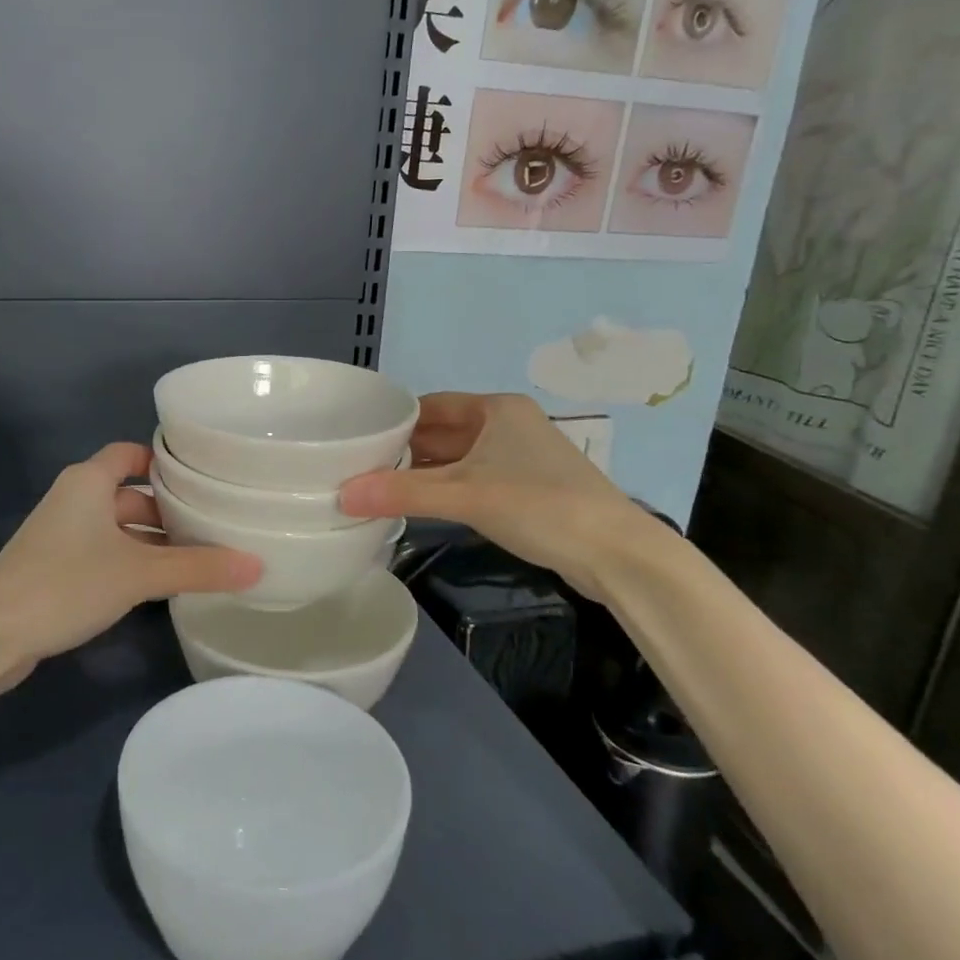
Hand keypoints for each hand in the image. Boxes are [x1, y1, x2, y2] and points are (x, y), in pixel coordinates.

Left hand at [0, 444, 259, 677]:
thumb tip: (258, 566)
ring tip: (199, 557)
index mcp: (88, 482)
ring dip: (152, 541)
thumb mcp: (139, 573)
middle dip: (168, 510)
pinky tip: (161, 586)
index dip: (163, 461)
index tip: (202, 475)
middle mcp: (74, 500)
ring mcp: (62, 537)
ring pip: (118, 529)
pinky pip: (104, 555)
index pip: (130, 454)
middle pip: (130, 495)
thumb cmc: (66, 584)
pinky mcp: (55, 570)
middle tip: (214, 524)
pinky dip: (131, 563)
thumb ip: (198, 568)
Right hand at [339, 393, 659, 599]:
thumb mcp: (464, 495)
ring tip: (379, 489)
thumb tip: (342, 494)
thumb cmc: (539, 505)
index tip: (357, 440)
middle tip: (358, 468)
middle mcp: (507, 425)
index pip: (430, 406)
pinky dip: (445, 490)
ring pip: (457, 459)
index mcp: (496, 409)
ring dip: (423, 474)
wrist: (617, 553)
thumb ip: (402, 493)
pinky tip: (418, 506)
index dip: (393, 421)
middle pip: (442, 432)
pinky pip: (473, 480)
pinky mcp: (527, 489)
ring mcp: (520, 458)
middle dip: (404, 451)